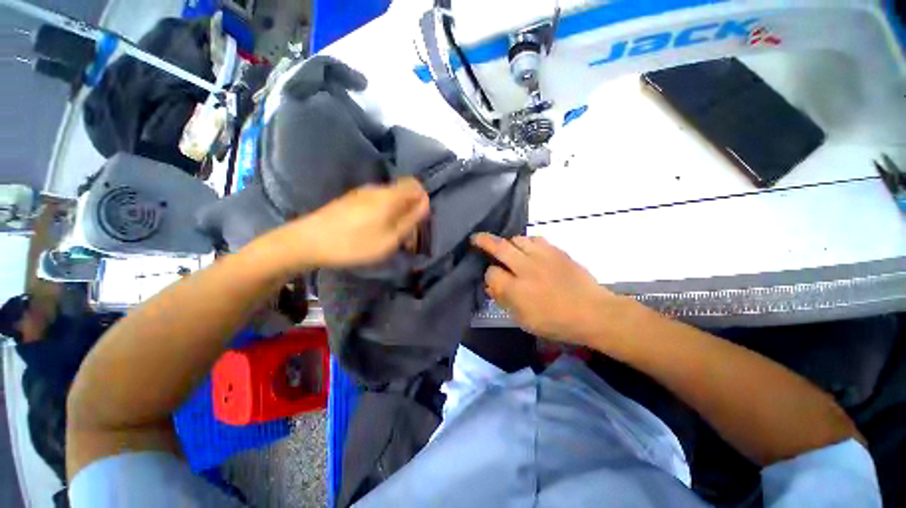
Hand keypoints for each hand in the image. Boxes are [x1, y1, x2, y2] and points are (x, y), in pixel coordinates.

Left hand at [273, 177, 429, 269]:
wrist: (308, 242)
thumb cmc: (354, 244)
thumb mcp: (390, 238)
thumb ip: (410, 220)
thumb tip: (425, 202)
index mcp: (389, 196)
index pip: (416, 186)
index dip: (422, 202)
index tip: (419, 222)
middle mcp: (377, 189)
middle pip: (403, 193)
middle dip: (410, 212)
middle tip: (406, 236)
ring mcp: (362, 193)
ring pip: (390, 200)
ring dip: (397, 216)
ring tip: (390, 237)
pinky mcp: (351, 200)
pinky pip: (376, 203)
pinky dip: (383, 215)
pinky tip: (374, 232)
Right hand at [472, 233, 622, 344]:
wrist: (593, 313)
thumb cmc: (556, 323)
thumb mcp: (524, 320)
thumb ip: (504, 301)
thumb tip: (491, 286)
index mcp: (515, 289)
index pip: (491, 273)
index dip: (489, 276)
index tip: (493, 280)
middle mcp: (525, 268)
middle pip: (499, 247)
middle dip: (484, 241)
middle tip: (476, 238)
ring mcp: (542, 256)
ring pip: (517, 239)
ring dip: (509, 243)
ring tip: (509, 249)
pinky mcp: (556, 251)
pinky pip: (535, 239)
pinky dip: (528, 242)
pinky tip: (530, 250)